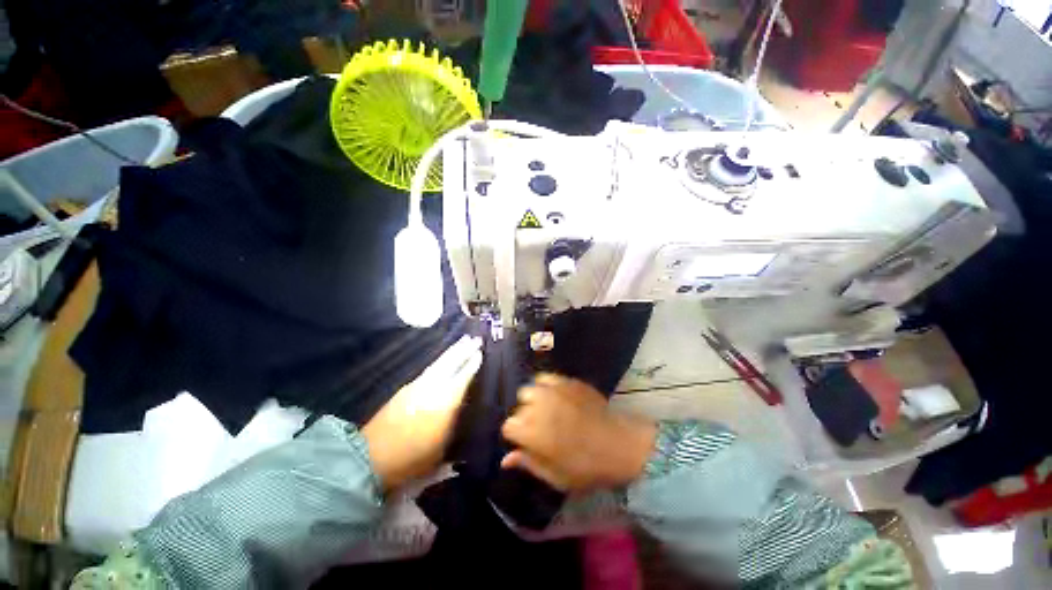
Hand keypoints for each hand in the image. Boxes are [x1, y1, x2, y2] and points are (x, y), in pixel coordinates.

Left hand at [362, 335, 482, 491]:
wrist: (370, 458)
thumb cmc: (412, 459)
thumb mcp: (442, 448)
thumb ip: (453, 424)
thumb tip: (460, 408)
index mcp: (445, 401)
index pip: (463, 376)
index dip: (473, 363)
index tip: (481, 352)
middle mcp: (432, 387)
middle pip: (451, 363)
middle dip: (464, 350)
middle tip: (475, 338)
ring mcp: (417, 386)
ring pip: (439, 363)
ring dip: (452, 351)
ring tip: (462, 341)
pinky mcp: (405, 389)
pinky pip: (428, 369)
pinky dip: (439, 361)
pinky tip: (442, 360)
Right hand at [500, 374, 656, 493]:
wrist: (619, 445)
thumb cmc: (586, 467)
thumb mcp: (555, 476)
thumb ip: (527, 464)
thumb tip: (504, 460)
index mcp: (531, 431)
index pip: (508, 427)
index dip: (516, 436)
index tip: (527, 442)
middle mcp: (537, 406)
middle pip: (519, 406)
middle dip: (525, 416)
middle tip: (540, 427)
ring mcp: (552, 390)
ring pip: (530, 389)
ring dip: (534, 399)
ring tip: (547, 410)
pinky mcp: (566, 381)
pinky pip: (546, 377)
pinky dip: (546, 385)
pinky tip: (556, 395)